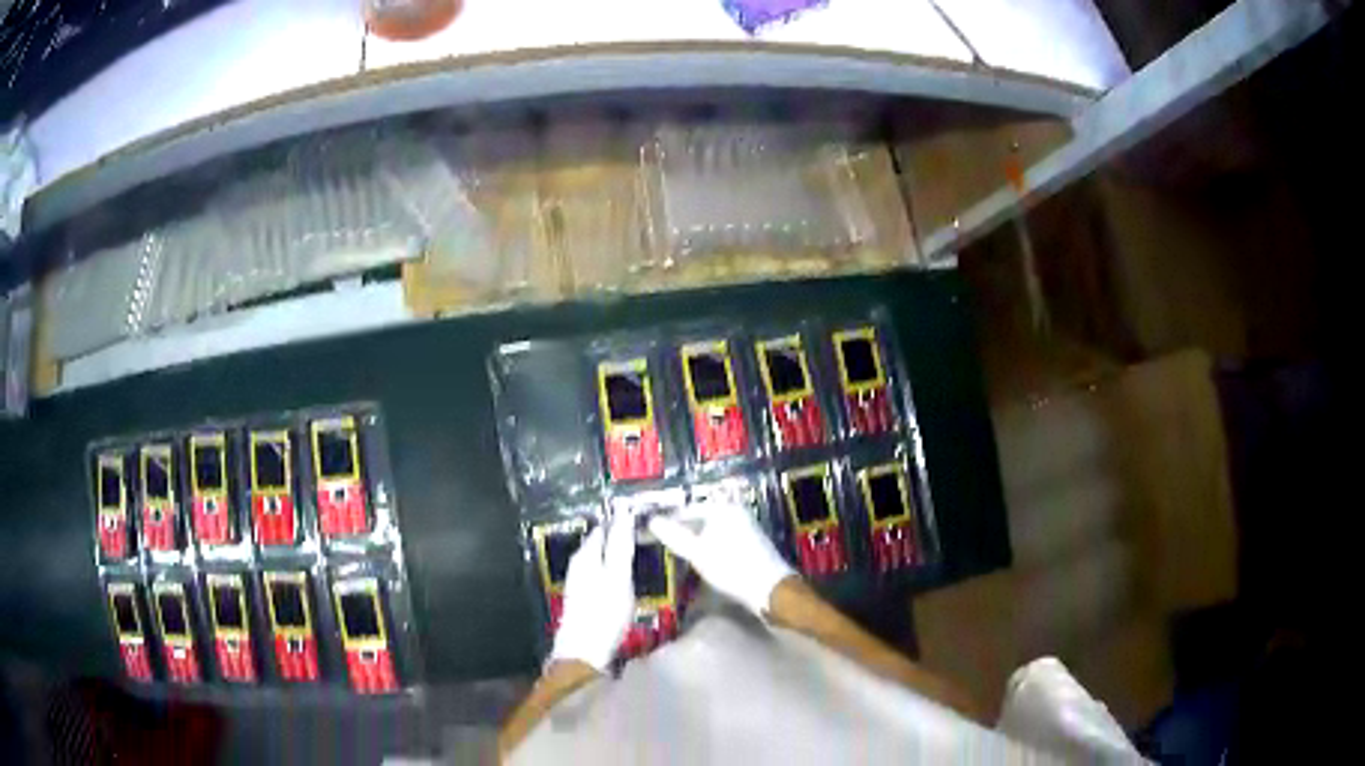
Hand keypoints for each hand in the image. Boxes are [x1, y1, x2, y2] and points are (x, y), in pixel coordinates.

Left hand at [549, 511, 636, 671]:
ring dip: (620, 555)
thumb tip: (623, 512)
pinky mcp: (585, 597)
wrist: (585, 651)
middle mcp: (579, 563)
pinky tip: (630, 579)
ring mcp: (580, 581)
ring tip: (645, 554)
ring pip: (603, 558)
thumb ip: (620, 545)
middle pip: (602, 542)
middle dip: (622, 536)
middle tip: (650, 535)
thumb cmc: (605, 612)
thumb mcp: (618, 575)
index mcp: (585, 554)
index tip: (646, 517)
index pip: (605, 526)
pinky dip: (617, 571)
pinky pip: (604, 573)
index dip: (624, 520)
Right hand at [648, 501, 794, 617]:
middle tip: (665, 547)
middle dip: (683, 533)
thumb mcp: (697, 553)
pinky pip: (722, 540)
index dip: (669, 523)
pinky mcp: (751, 542)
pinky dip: (710, 548)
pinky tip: (703, 563)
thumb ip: (674, 536)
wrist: (769, 588)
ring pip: (711, 531)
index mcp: (723, 509)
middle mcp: (735, 512)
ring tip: (681, 557)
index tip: (652, 535)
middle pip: (700, 520)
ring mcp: (745, 527)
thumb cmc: (731, 568)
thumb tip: (652, 521)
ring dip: (696, 542)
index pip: (687, 510)